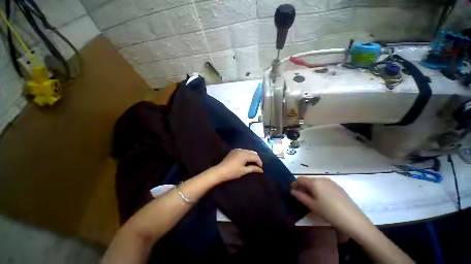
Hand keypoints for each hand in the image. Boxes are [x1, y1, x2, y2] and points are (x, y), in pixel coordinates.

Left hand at [214, 149, 262, 181]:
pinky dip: (246, 154)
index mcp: (245, 155)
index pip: (256, 157)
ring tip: (252, 162)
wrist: (220, 171)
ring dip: (251, 156)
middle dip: (256, 158)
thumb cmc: (233, 172)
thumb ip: (253, 169)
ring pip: (248, 151)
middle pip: (253, 152)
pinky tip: (245, 159)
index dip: (260, 162)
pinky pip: (243, 150)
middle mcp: (242, 150)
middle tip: (257, 165)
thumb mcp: (244, 171)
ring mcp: (237, 149)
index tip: (261, 168)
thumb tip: (261, 170)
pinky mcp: (234, 150)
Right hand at [290, 177, 374, 239]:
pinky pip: (324, 185)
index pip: (300, 179)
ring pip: (316, 182)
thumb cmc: (330, 213)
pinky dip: (320, 189)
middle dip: (303, 186)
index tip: (293, 191)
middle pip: (308, 180)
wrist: (354, 220)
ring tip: (313, 199)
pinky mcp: (338, 187)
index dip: (295, 184)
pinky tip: (324, 199)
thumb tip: (292, 191)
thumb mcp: (313, 206)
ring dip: (311, 188)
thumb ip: (300, 196)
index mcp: (315, 182)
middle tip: (303, 197)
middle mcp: (322, 179)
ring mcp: (331, 182)